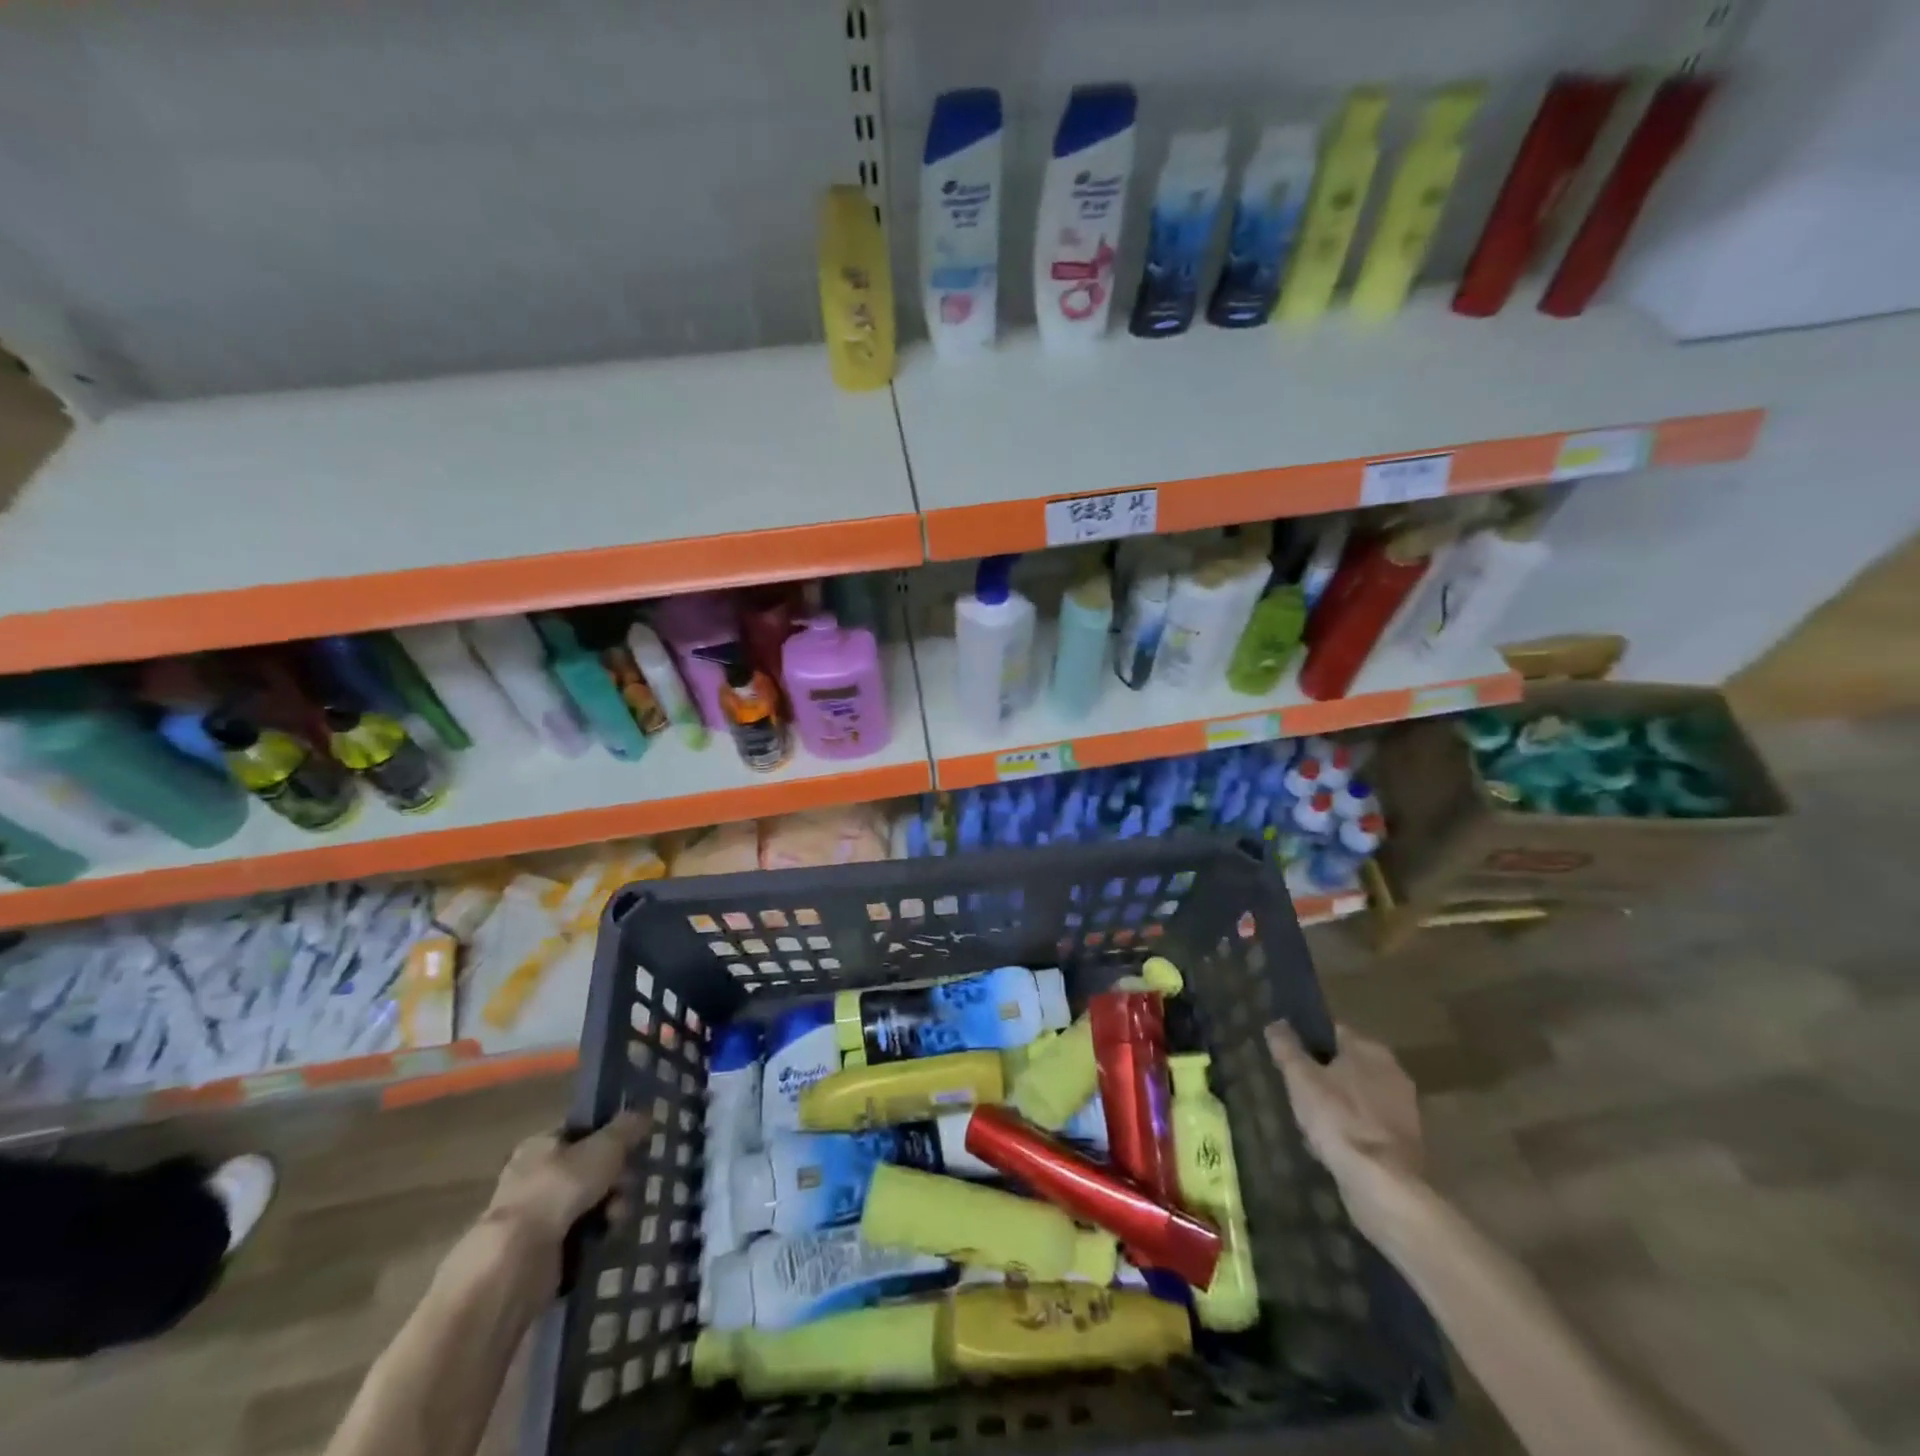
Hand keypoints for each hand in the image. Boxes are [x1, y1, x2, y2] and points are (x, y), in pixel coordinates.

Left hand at [482, 1111, 648, 1251]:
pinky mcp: (542, 1251)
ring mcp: (537, 1216)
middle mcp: (535, 1177)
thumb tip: (647, 1112)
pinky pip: (582, 1234)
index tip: (634, 1148)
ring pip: (590, 1203)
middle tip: (629, 1186)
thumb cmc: (559, 1188)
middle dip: (616, 1178)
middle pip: (591, 1169)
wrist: (517, 1261)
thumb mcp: (604, 1147)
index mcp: (540, 1145)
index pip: (582, 1132)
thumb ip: (628, 1128)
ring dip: (612, 1207)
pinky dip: (597, 1235)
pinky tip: (608, 1237)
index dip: (611, 1137)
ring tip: (618, 1218)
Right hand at [1266, 1022, 1422, 1236]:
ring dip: (1336, 1101)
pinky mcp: (1405, 1141)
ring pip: (1358, 1095)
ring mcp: (1403, 1108)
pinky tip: (1330, 1142)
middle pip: (1347, 1063)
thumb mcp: (1300, 1078)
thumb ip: (1287, 1047)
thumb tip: (1276, 1022)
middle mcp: (1393, 1071)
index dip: (1307, 1038)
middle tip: (1294, 1085)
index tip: (1286, 1052)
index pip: (1332, 1030)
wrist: (1383, 1184)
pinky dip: (1350, 1127)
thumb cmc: (1338, 1119)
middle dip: (1322, 1072)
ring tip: (1308, 1116)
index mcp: (1369, 1049)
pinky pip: (1367, 1123)